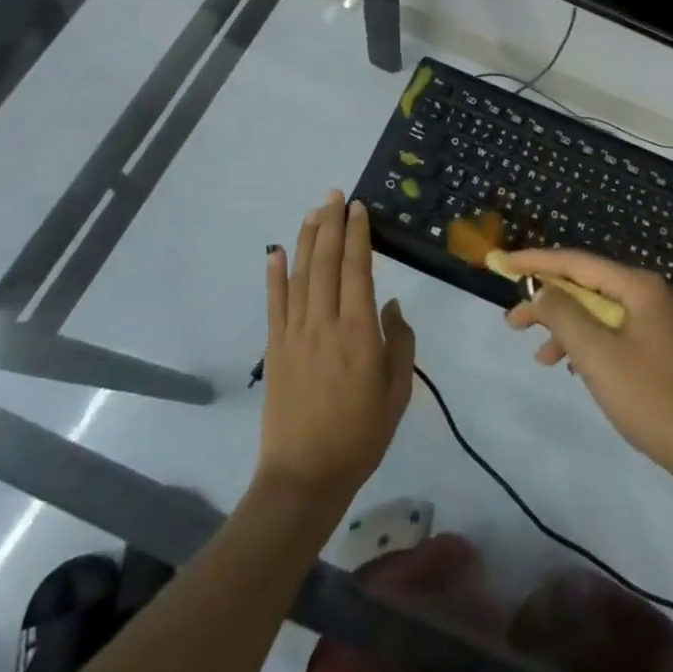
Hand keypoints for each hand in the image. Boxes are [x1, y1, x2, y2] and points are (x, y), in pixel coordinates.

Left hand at [257, 192, 416, 506]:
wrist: (305, 476)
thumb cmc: (361, 435)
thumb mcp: (397, 392)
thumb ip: (399, 343)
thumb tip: (392, 305)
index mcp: (359, 332)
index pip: (357, 270)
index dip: (357, 235)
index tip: (358, 208)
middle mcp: (324, 323)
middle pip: (326, 263)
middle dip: (331, 225)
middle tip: (335, 194)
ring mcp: (294, 334)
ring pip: (300, 275)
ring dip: (306, 239)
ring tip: (313, 211)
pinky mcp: (274, 349)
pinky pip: (274, 304)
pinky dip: (273, 275)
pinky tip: (274, 252)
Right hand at [503, 248, 672, 486]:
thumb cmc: (651, 397)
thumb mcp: (597, 354)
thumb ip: (563, 314)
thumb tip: (542, 289)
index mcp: (639, 287)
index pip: (576, 262)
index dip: (535, 261)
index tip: (500, 262)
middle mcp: (651, 294)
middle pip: (588, 286)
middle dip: (548, 301)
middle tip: (513, 323)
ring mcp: (660, 321)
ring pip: (600, 312)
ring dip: (566, 328)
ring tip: (538, 356)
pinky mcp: (662, 346)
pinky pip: (614, 332)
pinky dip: (589, 345)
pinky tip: (573, 369)